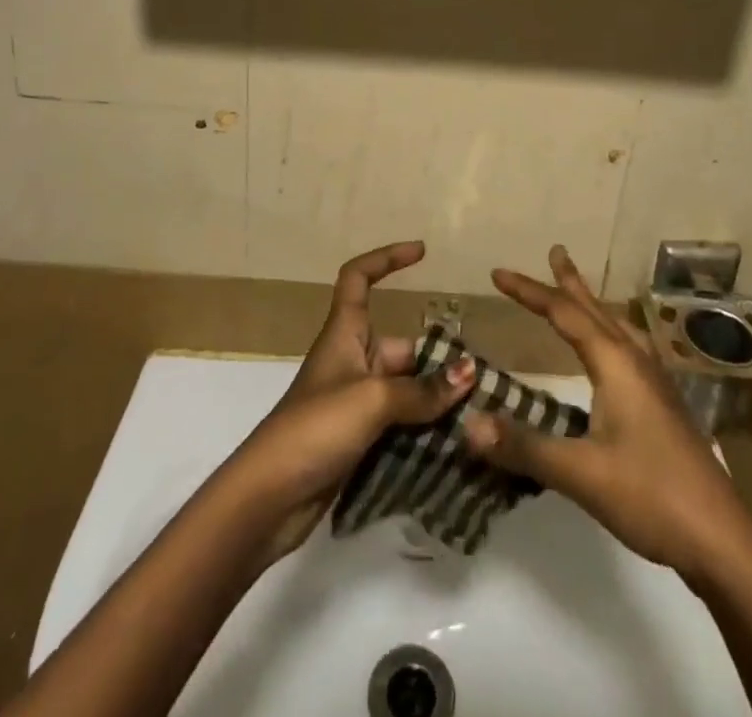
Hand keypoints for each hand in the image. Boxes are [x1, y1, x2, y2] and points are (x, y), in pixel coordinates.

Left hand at [230, 242, 473, 559]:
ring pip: (405, 390)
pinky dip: (424, 431)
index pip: (359, 278)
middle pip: (401, 346)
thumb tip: (469, 372)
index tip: (422, 252)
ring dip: (437, 401)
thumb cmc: (315, 429)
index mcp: (344, 334)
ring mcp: (354, 404)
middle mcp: (351, 361)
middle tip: (482, 381)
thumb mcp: (372, 400)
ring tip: (481, 413)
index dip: (387, 259)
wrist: (268, 499)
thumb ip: (422, 389)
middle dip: (438, 360)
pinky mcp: (357, 441)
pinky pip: (400, 424)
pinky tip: (458, 446)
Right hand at [462, 244, 751, 585]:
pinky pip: (629, 348)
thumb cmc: (651, 496)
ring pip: (616, 327)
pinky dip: (609, 332)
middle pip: (595, 310)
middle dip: (569, 282)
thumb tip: (468, 422)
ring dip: (592, 304)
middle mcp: (636, 362)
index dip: (528, 291)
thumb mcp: (581, 473)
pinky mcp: (664, 405)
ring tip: (578, 291)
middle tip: (555, 250)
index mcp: (615, 364)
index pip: (563, 314)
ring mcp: (655, 383)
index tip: (497, 273)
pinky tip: (613, 352)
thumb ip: (524, 447)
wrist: (723, 540)